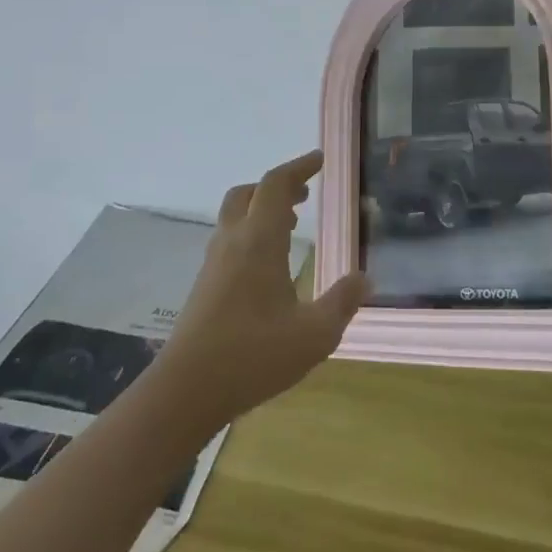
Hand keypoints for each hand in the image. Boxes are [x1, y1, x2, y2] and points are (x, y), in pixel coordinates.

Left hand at [152, 151, 370, 431]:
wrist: (186, 391)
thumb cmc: (254, 356)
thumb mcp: (315, 334)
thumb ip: (343, 302)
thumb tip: (365, 278)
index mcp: (258, 242)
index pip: (275, 185)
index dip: (299, 167)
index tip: (320, 160)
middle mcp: (232, 244)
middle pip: (248, 193)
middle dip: (277, 187)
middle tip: (305, 196)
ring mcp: (213, 265)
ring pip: (234, 217)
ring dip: (262, 210)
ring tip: (291, 225)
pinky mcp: (204, 286)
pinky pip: (229, 241)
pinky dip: (251, 233)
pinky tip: (269, 264)